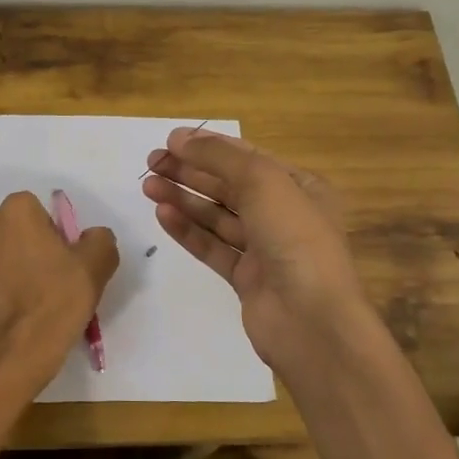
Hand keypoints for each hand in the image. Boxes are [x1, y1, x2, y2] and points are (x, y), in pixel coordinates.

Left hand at [0, 191, 118, 386]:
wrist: (14, 350)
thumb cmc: (56, 301)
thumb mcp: (97, 267)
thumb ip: (98, 239)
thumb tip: (90, 236)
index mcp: (18, 209)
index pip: (35, 211)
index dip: (48, 234)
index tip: (56, 261)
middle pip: (6, 226)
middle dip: (18, 243)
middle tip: (36, 277)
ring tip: (14, 294)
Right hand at [141, 129, 371, 371]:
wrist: (310, 319)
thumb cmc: (294, 238)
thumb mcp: (262, 181)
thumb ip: (218, 157)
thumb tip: (179, 138)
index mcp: (301, 187)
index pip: (248, 158)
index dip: (209, 146)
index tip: (170, 141)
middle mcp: (284, 215)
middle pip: (229, 186)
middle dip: (191, 172)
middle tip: (152, 162)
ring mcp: (265, 249)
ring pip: (217, 217)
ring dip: (183, 199)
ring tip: (148, 186)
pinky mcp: (246, 279)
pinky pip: (212, 247)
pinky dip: (188, 230)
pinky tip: (163, 215)